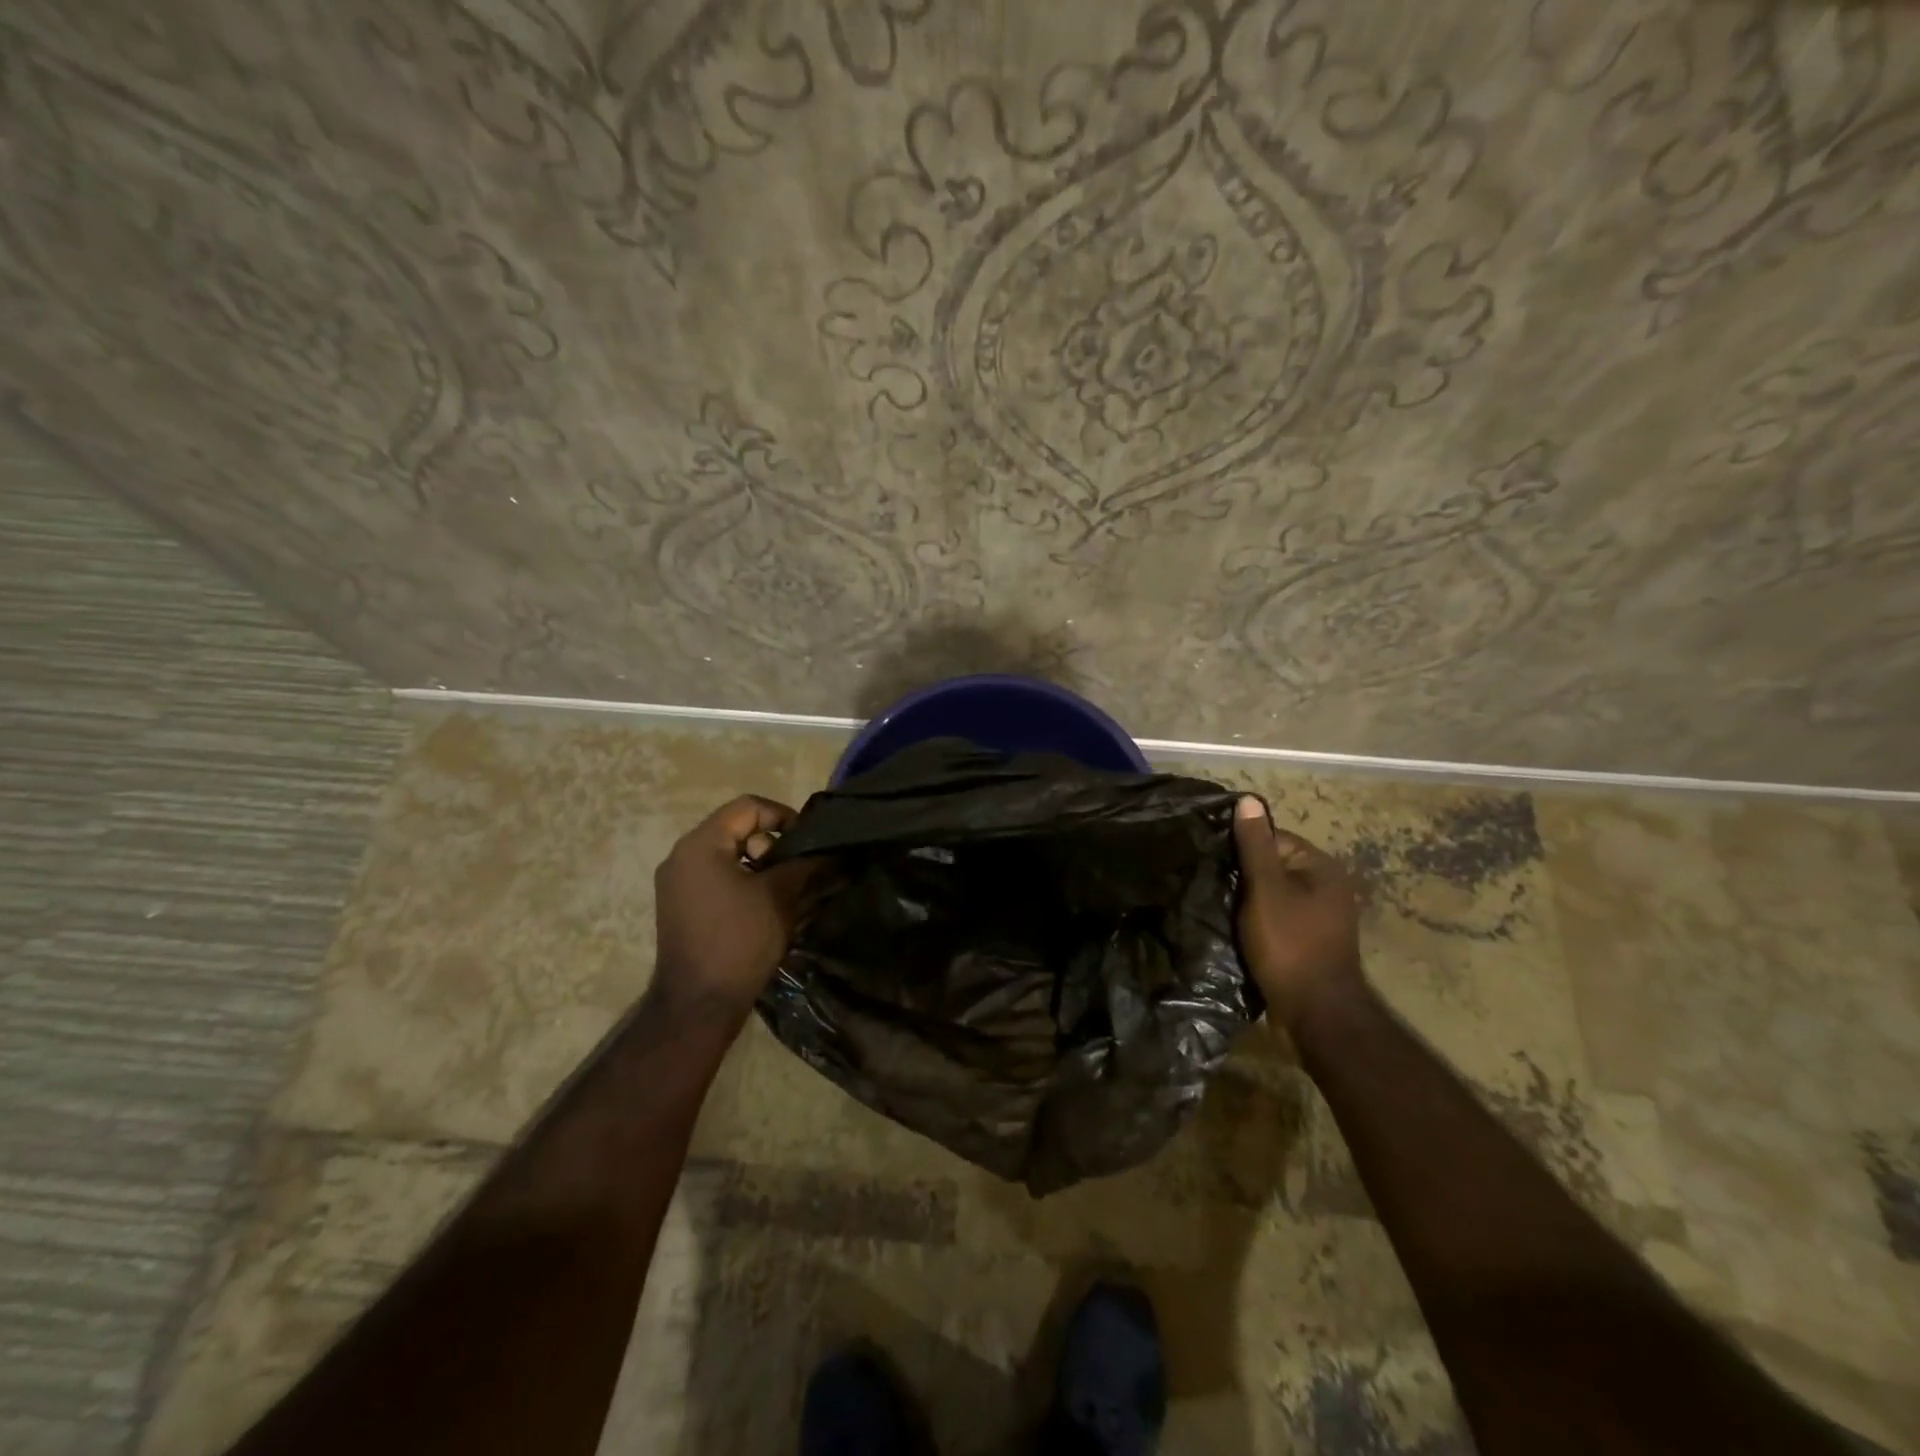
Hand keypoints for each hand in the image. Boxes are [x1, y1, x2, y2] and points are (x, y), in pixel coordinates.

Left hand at [652, 795, 814, 1024]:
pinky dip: (741, 880)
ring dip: (758, 863)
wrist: (698, 1003)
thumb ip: (804, 865)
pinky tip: (762, 906)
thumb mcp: (779, 897)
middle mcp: (681, 856)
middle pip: (735, 828)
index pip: (748, 807)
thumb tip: (828, 853)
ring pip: (726, 853)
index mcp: (701, 845)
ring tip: (782, 890)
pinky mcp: (678, 905)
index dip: (783, 816)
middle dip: (770, 843)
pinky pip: (714, 875)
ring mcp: (675, 882)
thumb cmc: (740, 941)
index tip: (806, 842)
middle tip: (793, 870)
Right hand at [1232, 796, 1364, 1030]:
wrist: (1316, 1014)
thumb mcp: (1266, 889)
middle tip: (1211, 884)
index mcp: (1320, 868)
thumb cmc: (1290, 944)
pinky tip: (1234, 928)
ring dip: (1247, 901)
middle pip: (1272, 867)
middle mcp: (1326, 887)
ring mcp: (1319, 917)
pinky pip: (1275, 918)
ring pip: (1271, 895)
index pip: (1273, 838)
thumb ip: (1254, 846)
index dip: (1241, 848)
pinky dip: (1256, 921)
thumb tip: (1249, 800)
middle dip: (1243, 875)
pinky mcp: (1308, 942)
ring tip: (1218, 906)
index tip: (1214, 862)